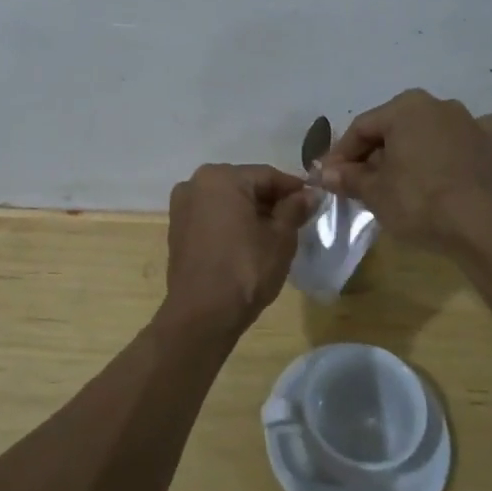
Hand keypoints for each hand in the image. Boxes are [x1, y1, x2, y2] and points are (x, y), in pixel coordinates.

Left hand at [165, 164, 317, 329]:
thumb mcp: (280, 238)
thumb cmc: (245, 270)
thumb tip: (310, 193)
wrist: (202, 315)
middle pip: (245, 185)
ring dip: (251, 211)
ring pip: (227, 201)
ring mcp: (182, 206)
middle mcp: (195, 183)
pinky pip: (212, 216)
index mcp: (221, 177)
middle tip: (297, 218)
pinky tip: (249, 241)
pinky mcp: (177, 229)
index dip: (293, 188)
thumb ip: (295, 209)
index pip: (267, 175)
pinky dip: (231, 222)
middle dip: (271, 199)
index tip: (314, 200)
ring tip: (276, 232)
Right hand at [315, 89, 491, 248]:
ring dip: (415, 149)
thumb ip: (348, 177)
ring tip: (404, 179)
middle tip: (363, 182)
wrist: (479, 226)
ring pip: (431, 130)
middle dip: (377, 153)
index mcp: (405, 108)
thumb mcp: (374, 192)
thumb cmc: (418, 201)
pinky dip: (458, 147)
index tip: (330, 176)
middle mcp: (438, 105)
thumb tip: (325, 173)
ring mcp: (471, 122)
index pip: (362, 128)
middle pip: (396, 128)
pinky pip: (469, 138)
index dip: (342, 154)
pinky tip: (454, 163)